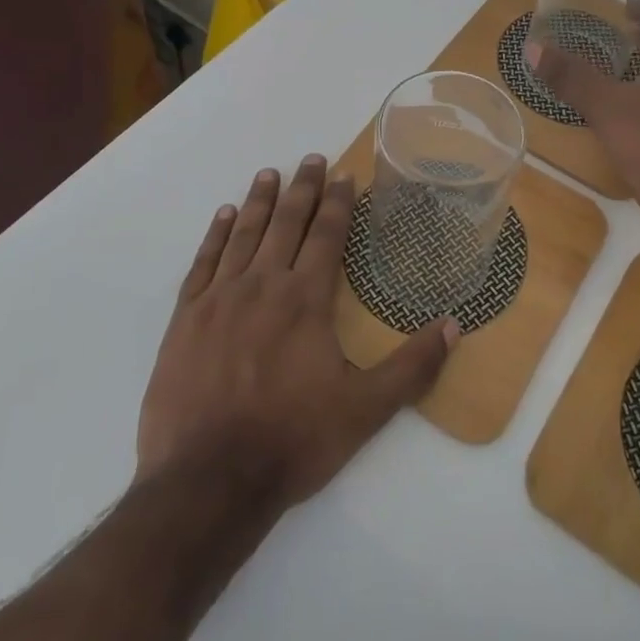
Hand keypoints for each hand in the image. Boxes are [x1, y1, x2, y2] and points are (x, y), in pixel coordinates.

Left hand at [137, 156, 458, 507]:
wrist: (207, 481)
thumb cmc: (292, 441)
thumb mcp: (365, 410)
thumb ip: (412, 366)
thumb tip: (454, 325)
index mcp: (306, 299)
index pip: (327, 235)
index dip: (338, 202)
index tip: (344, 174)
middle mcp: (263, 285)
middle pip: (286, 223)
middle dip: (302, 189)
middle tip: (312, 159)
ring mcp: (219, 299)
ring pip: (244, 235)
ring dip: (259, 201)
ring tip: (269, 173)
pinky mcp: (185, 320)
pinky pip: (203, 263)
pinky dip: (215, 235)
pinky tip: (223, 217)